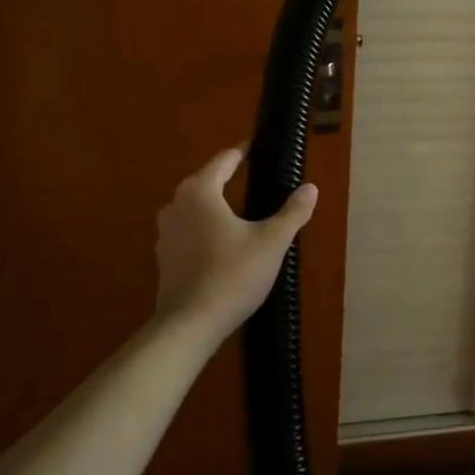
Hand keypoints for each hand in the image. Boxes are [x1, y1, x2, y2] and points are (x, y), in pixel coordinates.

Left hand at [154, 147, 316, 347]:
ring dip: (219, 206)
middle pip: (208, 181)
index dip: (245, 152)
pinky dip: (208, 229)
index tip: (260, 148)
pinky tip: (227, 244)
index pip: (225, 160)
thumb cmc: (232, 275)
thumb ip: (293, 212)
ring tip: (246, 213)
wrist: (188, 326)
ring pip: (197, 208)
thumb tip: (310, 188)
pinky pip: (190, 230)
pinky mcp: (164, 257)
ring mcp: (166, 232)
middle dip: (232, 179)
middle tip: (260, 180)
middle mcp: (176, 204)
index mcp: (200, 191)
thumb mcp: (272, 242)